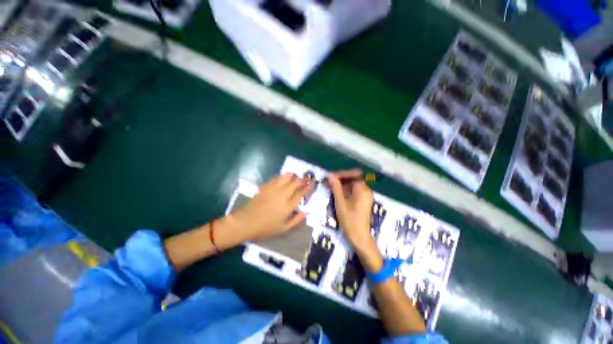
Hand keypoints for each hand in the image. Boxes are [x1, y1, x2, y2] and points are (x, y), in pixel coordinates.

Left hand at [231, 173, 313, 241]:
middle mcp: (282, 195)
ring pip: (286, 177)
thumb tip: (305, 213)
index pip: (300, 194)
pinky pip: (276, 178)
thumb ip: (296, 220)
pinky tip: (283, 179)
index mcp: (287, 206)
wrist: (246, 222)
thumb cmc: (265, 228)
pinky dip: (282, 177)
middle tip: (306, 178)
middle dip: (302, 179)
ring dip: (293, 176)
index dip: (308, 188)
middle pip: (295, 183)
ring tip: (295, 177)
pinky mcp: (265, 186)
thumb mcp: (283, 229)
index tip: (312, 184)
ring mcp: (273, 189)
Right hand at [327, 170, 374, 251]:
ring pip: (352, 184)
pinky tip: (334, 192)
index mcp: (363, 189)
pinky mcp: (361, 200)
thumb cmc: (349, 220)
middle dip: (340, 178)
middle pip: (353, 178)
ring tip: (329, 186)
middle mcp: (366, 190)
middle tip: (328, 181)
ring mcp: (364, 195)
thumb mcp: (340, 202)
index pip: (353, 174)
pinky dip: (344, 190)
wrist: (359, 237)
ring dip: (341, 184)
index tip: (331, 176)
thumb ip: (336, 187)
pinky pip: (352, 191)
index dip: (342, 173)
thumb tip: (330, 175)